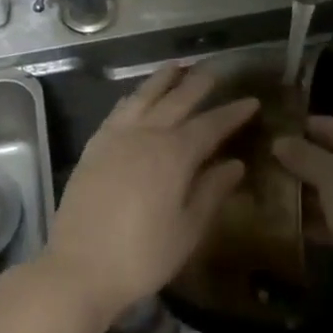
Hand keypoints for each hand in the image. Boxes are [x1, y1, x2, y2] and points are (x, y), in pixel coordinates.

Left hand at [43, 64, 257, 330]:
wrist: (80, 266)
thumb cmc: (142, 255)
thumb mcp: (187, 230)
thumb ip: (211, 191)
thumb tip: (236, 164)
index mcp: (174, 154)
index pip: (210, 125)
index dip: (232, 113)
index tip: (251, 101)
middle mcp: (146, 134)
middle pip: (177, 100)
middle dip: (198, 84)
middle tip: (215, 70)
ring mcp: (117, 136)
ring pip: (144, 96)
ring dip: (163, 79)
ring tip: (177, 66)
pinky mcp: (95, 145)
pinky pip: (119, 109)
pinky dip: (134, 96)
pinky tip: (137, 96)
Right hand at [273, 115, 332, 316]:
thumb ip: (304, 156)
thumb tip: (278, 140)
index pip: (331, 125)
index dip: (298, 127)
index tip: (263, 131)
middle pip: (330, 157)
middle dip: (296, 161)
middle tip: (255, 160)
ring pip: (330, 189)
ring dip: (301, 191)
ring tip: (259, 187)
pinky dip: (311, 219)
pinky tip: (278, 220)